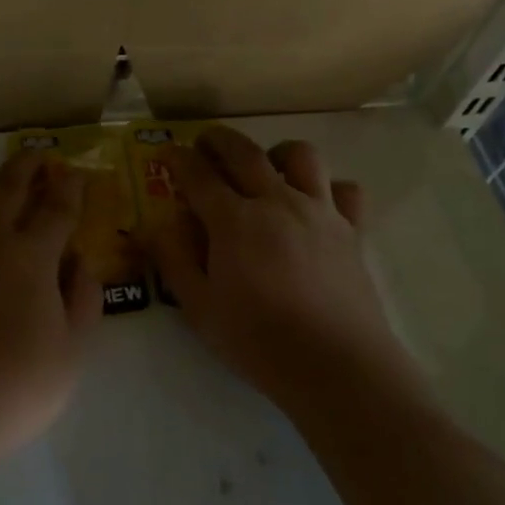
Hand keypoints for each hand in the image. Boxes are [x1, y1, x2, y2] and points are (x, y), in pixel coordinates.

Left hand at [0, 153, 99, 477]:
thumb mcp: (70, 356)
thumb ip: (83, 303)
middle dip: (28, 163)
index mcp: (32, 254)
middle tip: (37, 163)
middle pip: (10, 179)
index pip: (59, 206)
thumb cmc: (10, 389)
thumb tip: (80, 264)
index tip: (74, 176)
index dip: (71, 187)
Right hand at [144, 127, 415, 409]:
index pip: (198, 175)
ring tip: (266, 167)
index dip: (179, 159)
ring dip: (276, 152)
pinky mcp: (351, 230)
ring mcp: (318, 211)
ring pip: (301, 156)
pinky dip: (329, 188)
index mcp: (233, 220)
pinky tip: (317, 204)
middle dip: (219, 140)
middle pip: (244, 152)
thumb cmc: (258, 340)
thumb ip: (174, 260)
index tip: (168, 154)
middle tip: (205, 143)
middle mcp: (276, 202)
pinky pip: (345, 190)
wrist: (336, 364)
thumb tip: (153, 226)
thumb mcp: (199, 307)